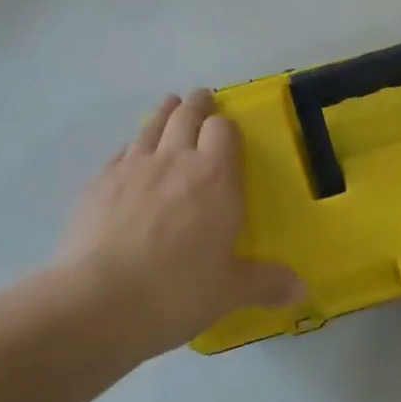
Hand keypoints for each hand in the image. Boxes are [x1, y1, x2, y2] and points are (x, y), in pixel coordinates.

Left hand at [58, 90, 304, 361]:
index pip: (223, 131)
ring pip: (152, 126)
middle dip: (197, 105)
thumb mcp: (229, 292)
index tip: (227, 127)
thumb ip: (265, 283)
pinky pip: (121, 152)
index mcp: (215, 178)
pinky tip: (132, 152)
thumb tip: (303, 291)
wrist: (98, 302)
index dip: (226, 125)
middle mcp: (175, 161)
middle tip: (202, 99)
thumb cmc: (176, 293)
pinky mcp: (99, 183)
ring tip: (170, 105)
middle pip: (186, 116)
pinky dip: (133, 145)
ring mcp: (133, 168)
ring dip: (164, 112)